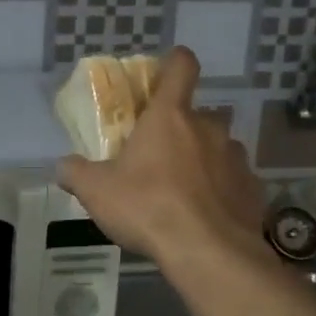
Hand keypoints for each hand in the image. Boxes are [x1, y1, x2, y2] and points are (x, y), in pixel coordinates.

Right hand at [57, 47, 265, 267]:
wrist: (209, 254)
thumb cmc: (148, 207)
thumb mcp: (96, 191)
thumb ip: (76, 173)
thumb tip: (63, 167)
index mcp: (170, 116)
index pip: (181, 67)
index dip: (175, 62)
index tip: (166, 70)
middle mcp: (208, 128)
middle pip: (197, 115)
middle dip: (180, 130)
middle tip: (159, 157)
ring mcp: (235, 158)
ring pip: (218, 148)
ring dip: (202, 161)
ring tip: (183, 192)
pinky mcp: (252, 190)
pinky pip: (233, 181)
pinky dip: (221, 192)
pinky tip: (206, 217)